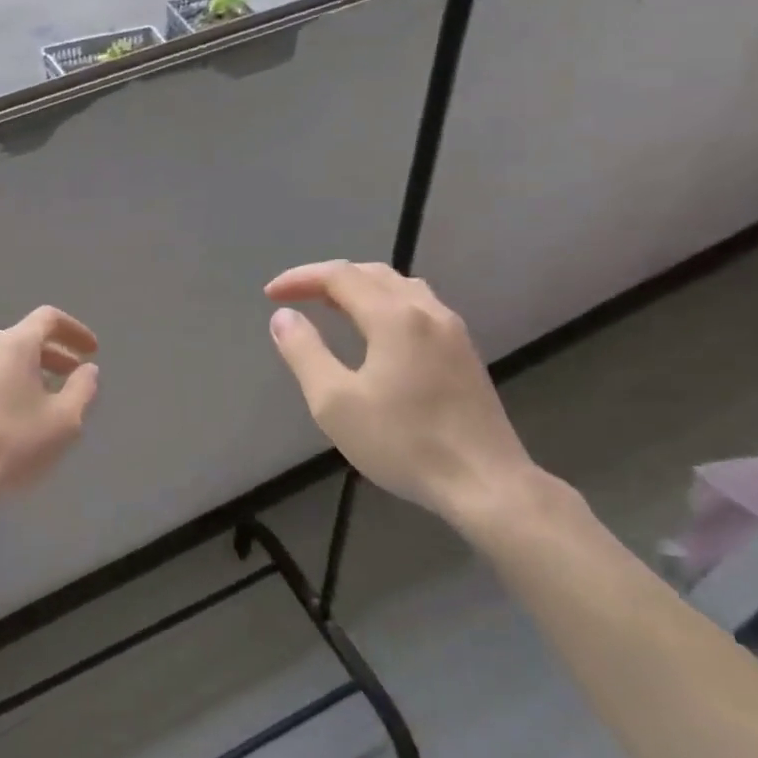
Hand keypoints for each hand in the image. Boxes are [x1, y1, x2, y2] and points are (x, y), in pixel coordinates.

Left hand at [0, 306, 99, 516]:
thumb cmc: (8, 446)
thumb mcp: (63, 423)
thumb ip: (82, 390)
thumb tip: (87, 370)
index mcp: (11, 345)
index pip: (48, 318)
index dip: (74, 330)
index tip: (91, 351)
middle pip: (19, 339)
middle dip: (49, 355)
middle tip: (69, 377)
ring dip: (18, 375)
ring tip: (34, 404)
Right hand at [265, 261, 538, 522]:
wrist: (487, 484)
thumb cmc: (403, 442)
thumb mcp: (334, 402)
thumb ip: (304, 352)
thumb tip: (283, 318)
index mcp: (394, 316)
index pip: (339, 275)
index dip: (300, 278)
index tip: (271, 296)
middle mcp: (426, 311)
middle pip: (371, 273)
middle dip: (327, 278)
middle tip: (296, 296)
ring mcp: (452, 331)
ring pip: (399, 287)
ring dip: (359, 287)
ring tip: (331, 306)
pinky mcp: (464, 353)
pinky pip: (417, 306)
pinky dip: (384, 303)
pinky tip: (376, 331)